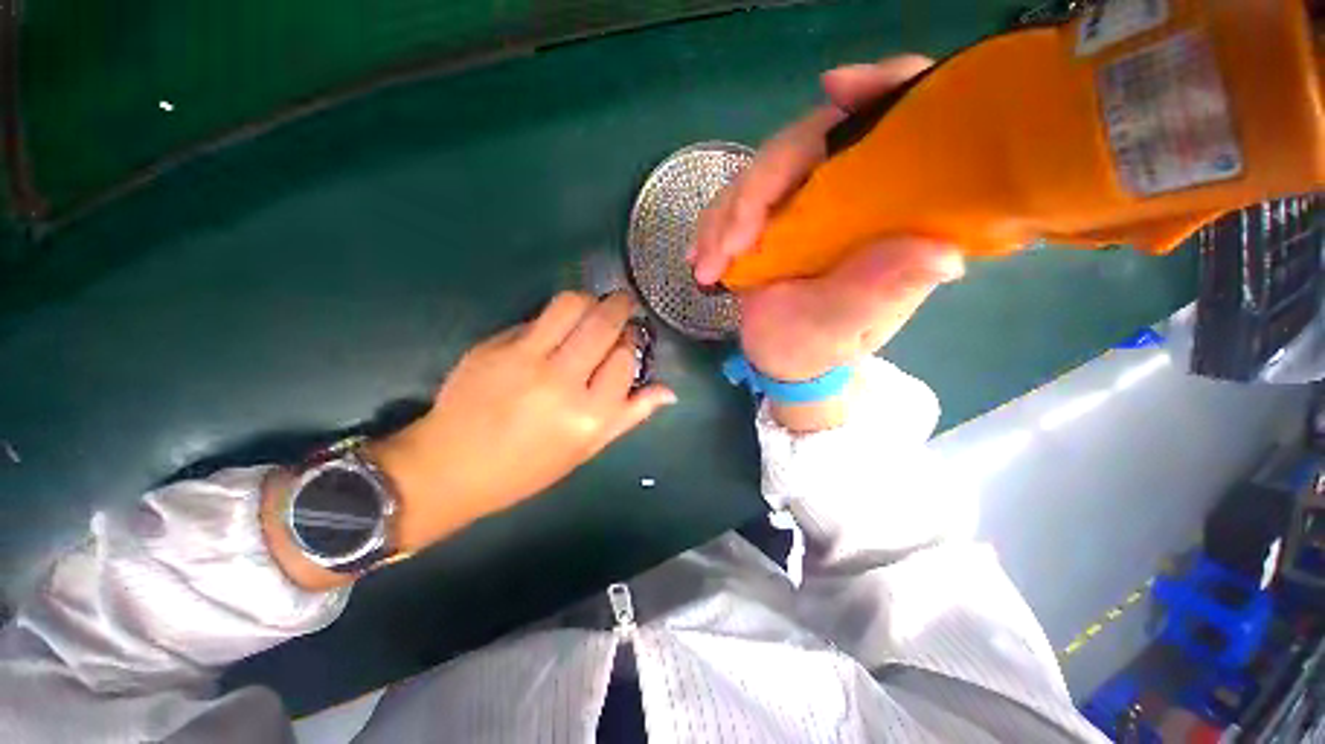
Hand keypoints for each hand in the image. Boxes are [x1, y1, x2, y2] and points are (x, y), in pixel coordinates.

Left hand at [371, 292, 675, 552]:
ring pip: (572, 305)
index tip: (630, 339)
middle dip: (620, 306)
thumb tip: (669, 392)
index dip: (632, 342)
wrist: (451, 467)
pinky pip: (538, 317)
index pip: (625, 358)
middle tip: (623, 305)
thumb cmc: (528, 467)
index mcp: (589, 415)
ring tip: (592, 310)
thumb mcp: (587, 449)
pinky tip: (554, 331)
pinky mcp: (496, 345)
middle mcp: (561, 382)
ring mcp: (525, 359)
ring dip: (590, 300)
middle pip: (603, 323)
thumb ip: (630, 415)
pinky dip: (555, 317)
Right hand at [691, 56, 963, 428]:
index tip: (836, 88)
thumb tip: (942, 254)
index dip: (880, 92)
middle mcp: (851, 195)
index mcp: (890, 213)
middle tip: (727, 246)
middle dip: (757, 191)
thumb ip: (880, 292)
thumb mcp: (847, 326)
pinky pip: (736, 201)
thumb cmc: (819, 347)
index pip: (900, 125)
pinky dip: (712, 226)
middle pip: (808, 144)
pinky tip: (699, 256)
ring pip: (761, 173)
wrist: (784, 358)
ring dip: (724, 217)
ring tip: (705, 266)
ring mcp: (806, 202)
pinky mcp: (771, 216)